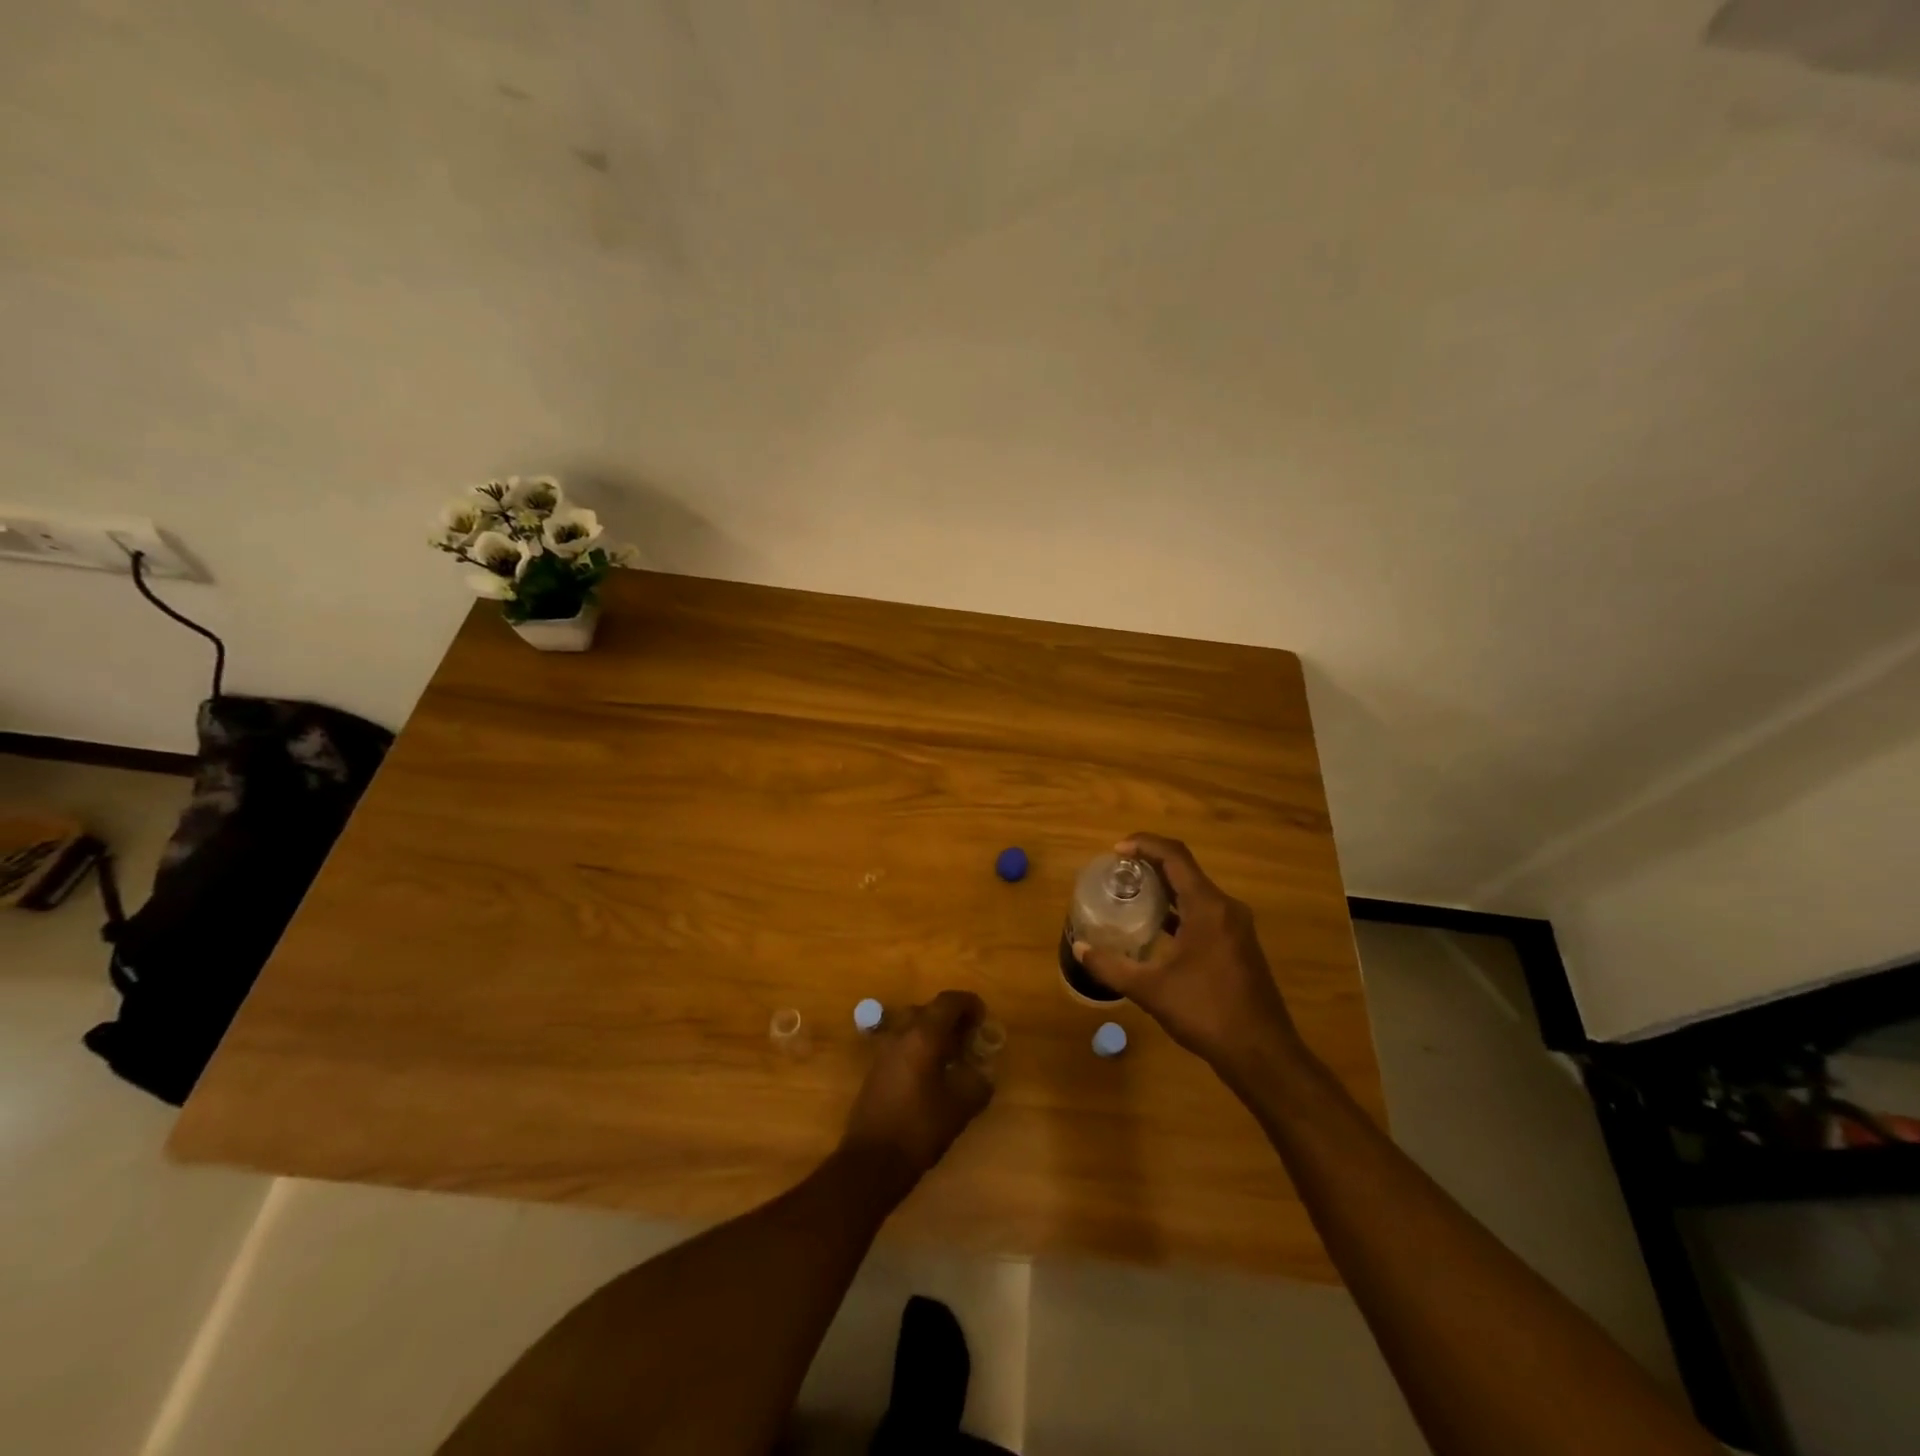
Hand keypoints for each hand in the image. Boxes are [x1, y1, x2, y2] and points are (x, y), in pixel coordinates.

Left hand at [840, 990, 994, 1180]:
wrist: (871, 1161)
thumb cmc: (919, 1128)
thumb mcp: (960, 1107)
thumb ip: (978, 1083)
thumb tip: (983, 1074)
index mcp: (923, 1035)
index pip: (948, 1002)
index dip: (969, 1003)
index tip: (984, 1018)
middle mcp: (901, 1034)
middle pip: (929, 1010)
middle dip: (952, 1019)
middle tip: (970, 1038)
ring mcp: (884, 1050)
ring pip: (913, 1026)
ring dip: (934, 1033)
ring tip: (953, 1056)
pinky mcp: (876, 1069)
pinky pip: (903, 1044)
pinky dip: (920, 1047)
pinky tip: (932, 1074)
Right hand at [1074, 833, 1301, 1078]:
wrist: (1262, 1054)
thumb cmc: (1206, 1013)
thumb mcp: (1150, 990)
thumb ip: (1112, 966)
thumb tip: (1080, 948)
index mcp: (1208, 907)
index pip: (1174, 857)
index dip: (1144, 845)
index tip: (1115, 850)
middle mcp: (1226, 908)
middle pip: (1185, 870)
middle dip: (1150, 864)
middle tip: (1117, 872)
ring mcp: (1236, 927)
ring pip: (1196, 892)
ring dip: (1165, 887)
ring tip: (1132, 894)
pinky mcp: (1239, 945)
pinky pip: (1205, 911)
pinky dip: (1179, 909)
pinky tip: (1158, 927)